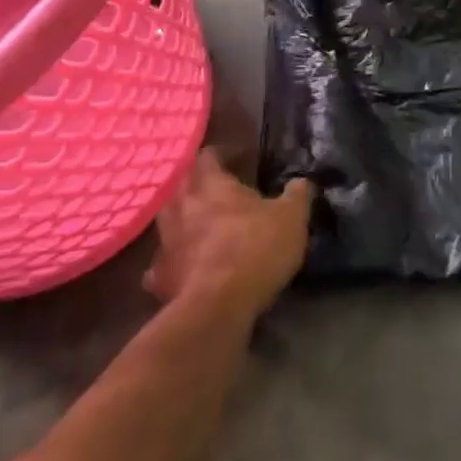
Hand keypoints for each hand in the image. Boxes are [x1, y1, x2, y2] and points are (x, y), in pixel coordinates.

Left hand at [143, 150, 313, 321]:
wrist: (218, 306)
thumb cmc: (256, 248)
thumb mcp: (291, 217)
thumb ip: (297, 195)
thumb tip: (301, 181)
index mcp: (214, 186)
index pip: (208, 157)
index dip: (220, 154)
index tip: (235, 157)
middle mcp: (184, 207)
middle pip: (180, 184)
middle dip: (194, 181)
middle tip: (211, 185)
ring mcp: (167, 243)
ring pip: (165, 219)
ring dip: (178, 217)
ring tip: (194, 220)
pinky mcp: (160, 278)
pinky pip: (159, 264)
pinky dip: (168, 262)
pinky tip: (179, 266)